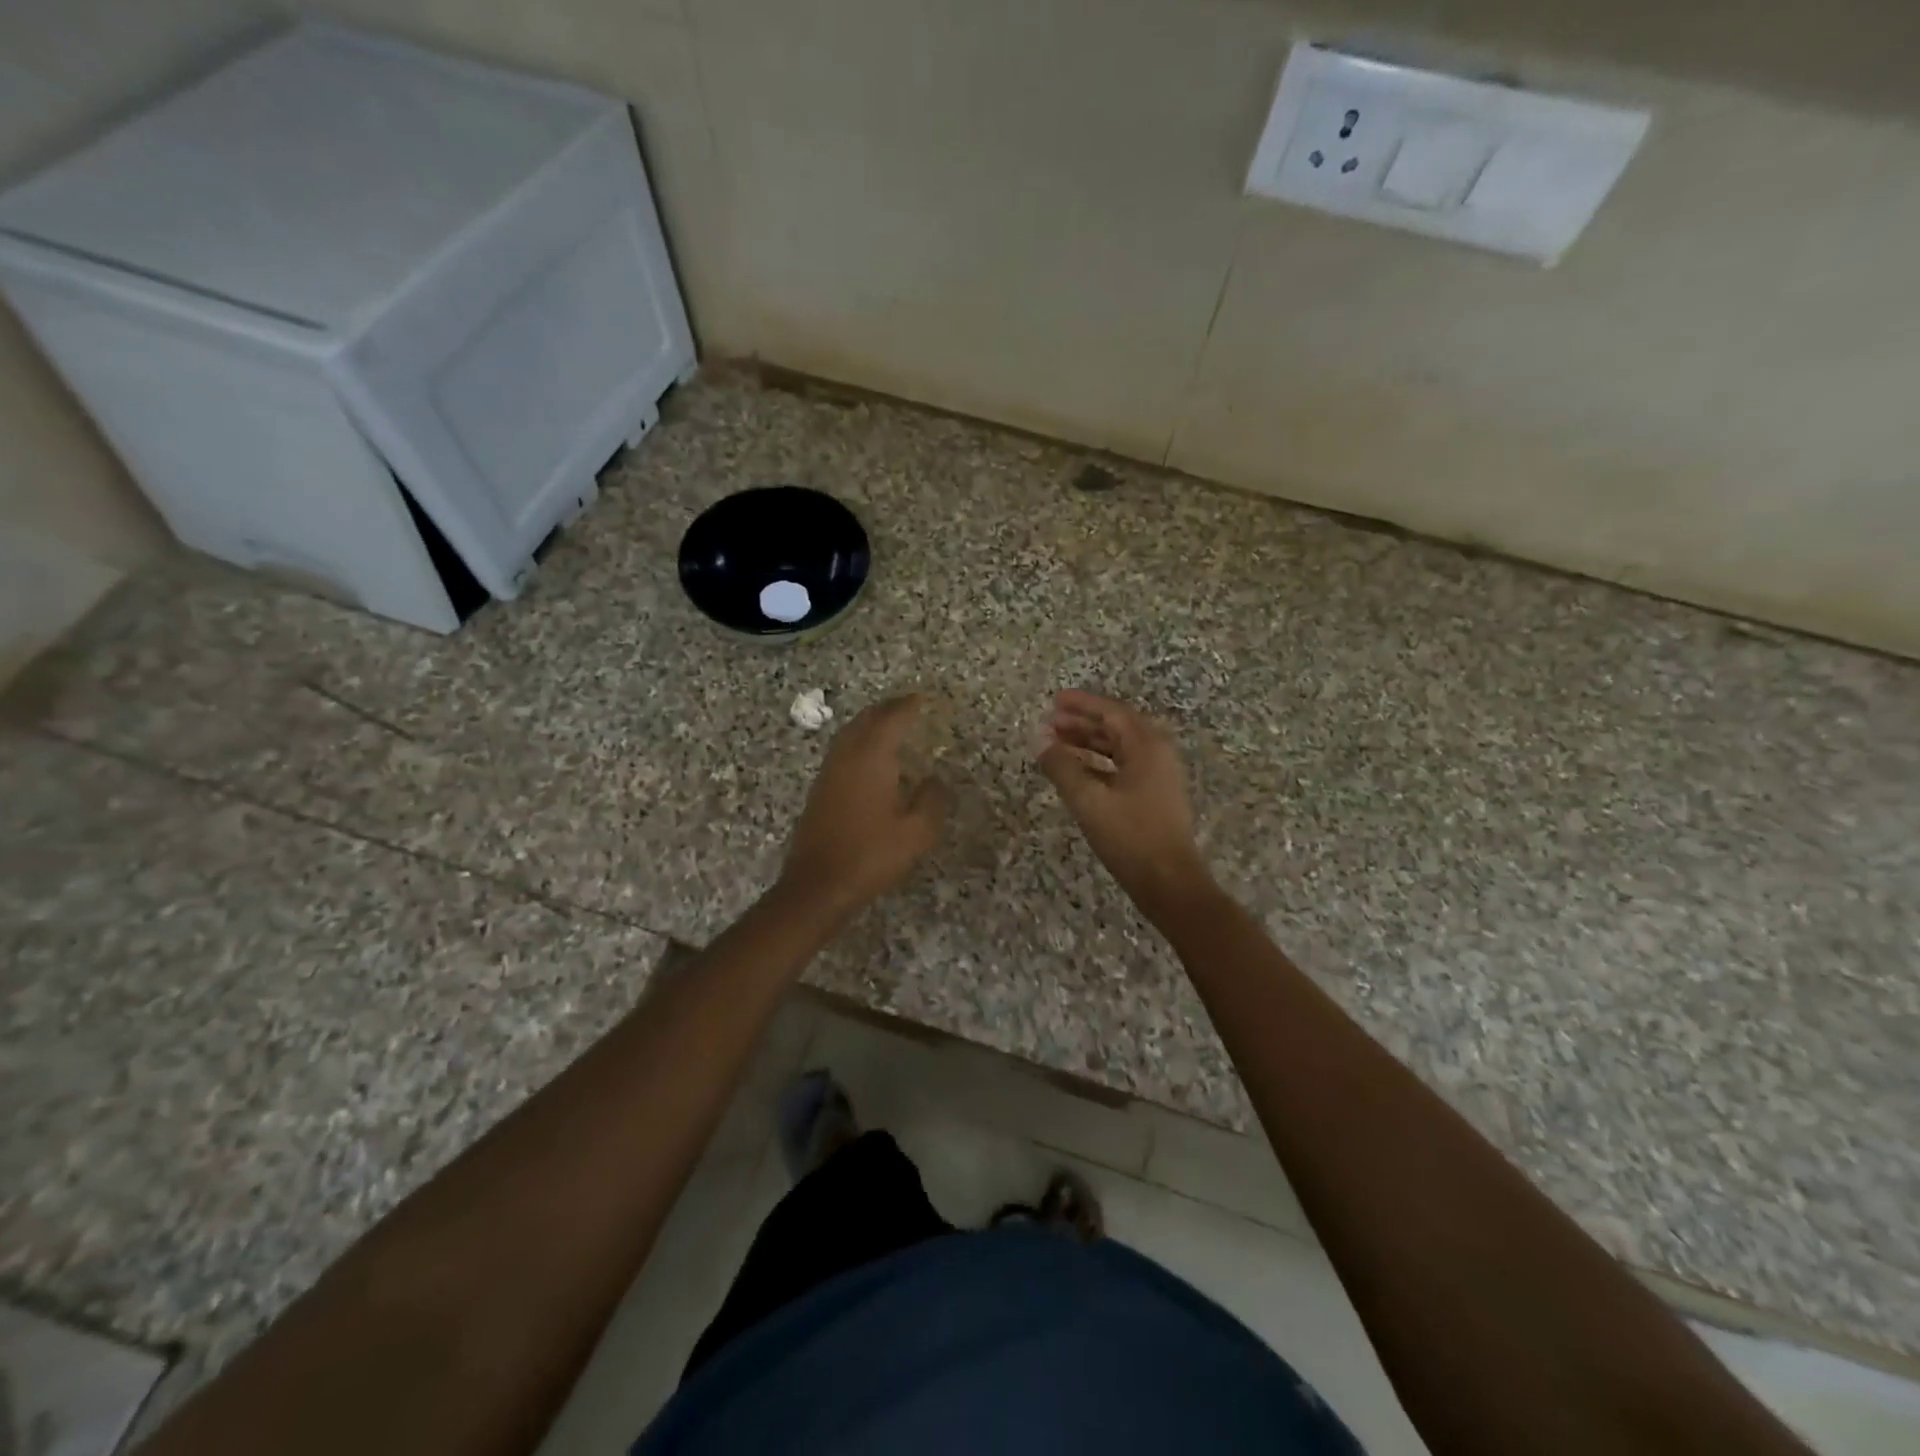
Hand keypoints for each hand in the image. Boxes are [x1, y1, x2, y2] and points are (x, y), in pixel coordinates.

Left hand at [779, 694, 951, 917]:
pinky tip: (868, 757)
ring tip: (889, 724)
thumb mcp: (916, 832)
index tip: (923, 699)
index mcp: (871, 758)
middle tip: (907, 706)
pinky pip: (841, 750)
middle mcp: (847, 756)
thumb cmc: (871, 855)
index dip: (908, 706)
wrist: (818, 885)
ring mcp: (829, 772)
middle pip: (866, 719)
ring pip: (849, 733)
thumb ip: (931, 800)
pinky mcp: (819, 790)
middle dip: (887, 709)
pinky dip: (858, 741)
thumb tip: (935, 780)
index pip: (891, 719)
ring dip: (869, 722)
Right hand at [1037, 690, 1211, 909]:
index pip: (1112, 712)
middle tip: (1051, 723)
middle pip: (1117, 727)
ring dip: (1089, 743)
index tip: (1055, 701)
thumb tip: (1040, 741)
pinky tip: (1078, 772)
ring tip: (1058, 744)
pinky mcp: (1156, 796)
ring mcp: (1159, 776)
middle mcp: (1157, 754)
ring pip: (1120, 748)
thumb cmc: (1130, 837)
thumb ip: (1062, 767)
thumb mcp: (1089, 801)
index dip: (1082, 704)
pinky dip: (1099, 764)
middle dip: (1083, 723)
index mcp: (1147, 746)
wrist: (1170, 882)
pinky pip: (1124, 767)